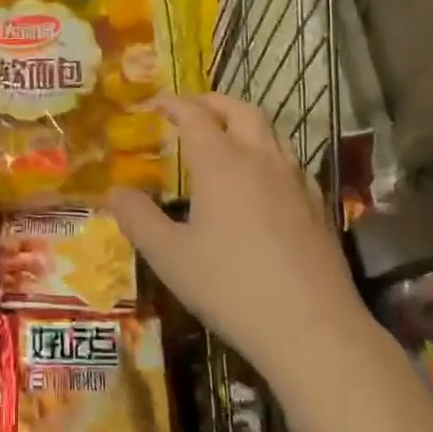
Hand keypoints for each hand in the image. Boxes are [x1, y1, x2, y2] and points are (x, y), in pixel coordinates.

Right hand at [106, 94, 367, 384]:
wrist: (313, 329)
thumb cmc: (231, 288)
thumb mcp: (170, 257)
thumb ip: (137, 219)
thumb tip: (113, 191)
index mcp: (221, 163)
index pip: (194, 114)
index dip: (172, 102)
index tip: (153, 103)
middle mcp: (260, 159)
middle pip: (239, 109)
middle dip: (212, 102)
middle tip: (190, 109)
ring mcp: (295, 180)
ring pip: (271, 131)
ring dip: (243, 122)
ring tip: (225, 138)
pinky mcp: (319, 205)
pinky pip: (290, 160)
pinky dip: (268, 152)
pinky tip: (262, 181)